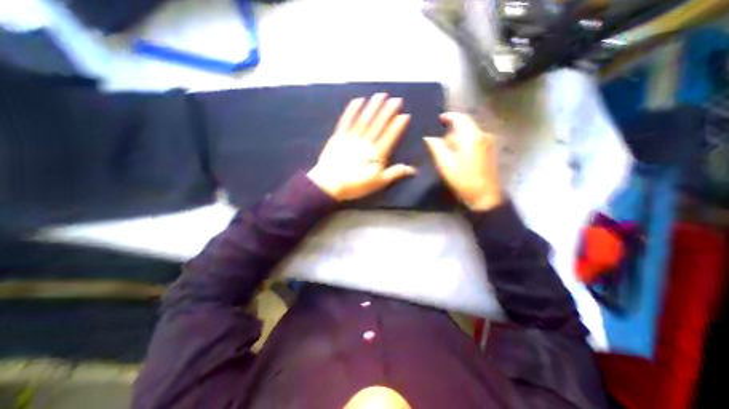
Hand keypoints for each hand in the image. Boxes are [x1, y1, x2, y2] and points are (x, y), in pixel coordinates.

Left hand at [308, 92, 417, 200]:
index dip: (397, 125)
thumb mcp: (379, 182)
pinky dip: (352, 110)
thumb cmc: (356, 185)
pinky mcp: (338, 137)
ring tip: (380, 95)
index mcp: (376, 154)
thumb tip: (413, 169)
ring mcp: (351, 137)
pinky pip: (346, 121)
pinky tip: (357, 101)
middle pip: (378, 124)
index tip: (404, 114)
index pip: (390, 136)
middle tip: (396, 99)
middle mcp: (365, 142)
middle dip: (388, 111)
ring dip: (373, 106)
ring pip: (364, 119)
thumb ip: (395, 173)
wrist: (329, 184)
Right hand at [425, 111, 504, 210]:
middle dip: (451, 132)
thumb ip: (436, 147)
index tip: (439, 119)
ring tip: (446, 152)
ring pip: (469, 135)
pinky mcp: (490, 152)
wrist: (484, 196)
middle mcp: (483, 135)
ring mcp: (488, 143)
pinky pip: (474, 141)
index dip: (449, 117)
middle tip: (439, 142)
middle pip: (465, 127)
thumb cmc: (463, 179)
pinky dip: (464, 144)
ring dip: (457, 140)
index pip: (460, 118)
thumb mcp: (445, 163)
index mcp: (472, 136)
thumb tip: (429, 137)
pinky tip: (457, 156)